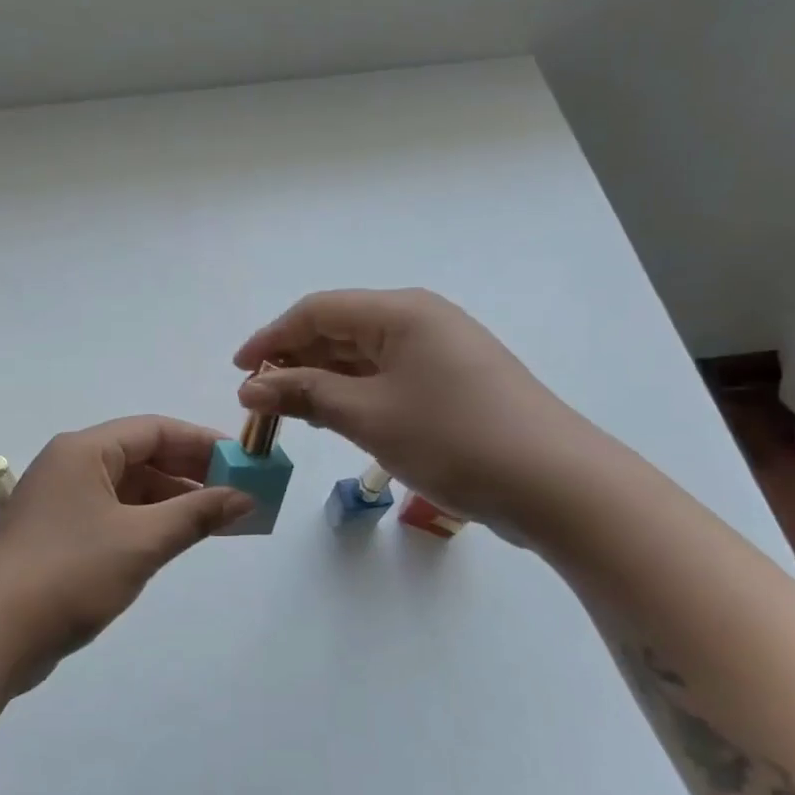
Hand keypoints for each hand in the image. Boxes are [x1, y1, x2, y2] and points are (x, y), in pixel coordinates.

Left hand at [0, 416, 252, 691]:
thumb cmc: (70, 573)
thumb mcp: (142, 541)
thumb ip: (196, 515)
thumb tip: (244, 497)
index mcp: (85, 450)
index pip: (155, 430)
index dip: (203, 442)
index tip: (244, 461)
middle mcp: (71, 466)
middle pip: (142, 456)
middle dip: (191, 473)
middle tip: (238, 491)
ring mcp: (61, 501)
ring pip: (128, 488)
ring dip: (172, 501)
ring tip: (218, 519)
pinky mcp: (58, 535)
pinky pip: (114, 514)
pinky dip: (147, 522)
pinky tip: (176, 539)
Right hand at [234, 288, 606, 533]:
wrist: (555, 484)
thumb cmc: (453, 439)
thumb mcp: (368, 416)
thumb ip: (305, 394)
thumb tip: (251, 388)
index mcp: (400, 312)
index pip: (317, 310)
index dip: (271, 338)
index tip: (238, 373)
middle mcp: (420, 320)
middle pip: (340, 329)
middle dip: (295, 361)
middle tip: (261, 401)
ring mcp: (441, 351)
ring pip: (363, 355)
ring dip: (323, 379)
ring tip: (291, 413)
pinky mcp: (452, 383)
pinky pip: (387, 376)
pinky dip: (354, 393)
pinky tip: (336, 418)